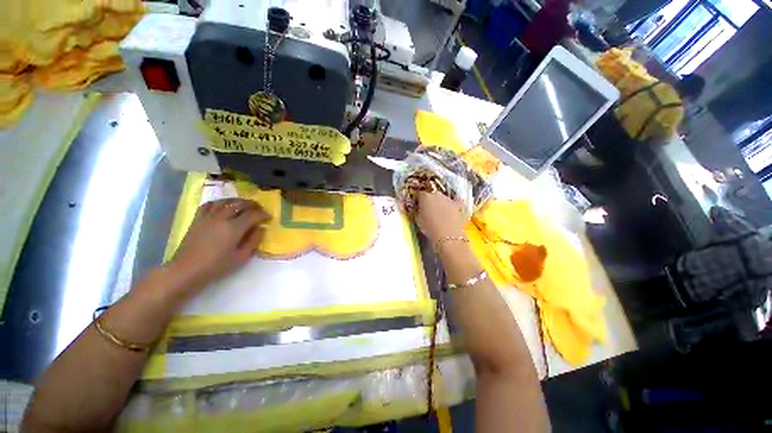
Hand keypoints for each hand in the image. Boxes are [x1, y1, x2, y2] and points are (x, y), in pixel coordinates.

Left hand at [167, 198, 270, 291]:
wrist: (187, 270)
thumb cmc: (217, 266)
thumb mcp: (241, 257)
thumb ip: (254, 241)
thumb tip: (261, 228)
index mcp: (234, 228)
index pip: (253, 214)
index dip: (263, 214)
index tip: (269, 217)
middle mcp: (222, 218)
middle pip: (240, 204)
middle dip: (253, 205)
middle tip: (260, 210)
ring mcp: (208, 216)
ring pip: (226, 201)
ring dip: (238, 201)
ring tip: (245, 205)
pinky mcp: (198, 218)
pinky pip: (210, 204)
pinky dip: (220, 202)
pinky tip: (224, 206)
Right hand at [415, 191, 465, 243]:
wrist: (447, 235)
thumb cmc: (429, 227)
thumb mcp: (418, 219)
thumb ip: (417, 211)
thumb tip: (418, 208)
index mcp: (425, 196)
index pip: (419, 194)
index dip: (418, 200)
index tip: (418, 205)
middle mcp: (436, 194)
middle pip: (432, 194)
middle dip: (430, 200)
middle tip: (428, 210)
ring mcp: (448, 199)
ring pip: (442, 199)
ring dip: (440, 204)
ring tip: (439, 214)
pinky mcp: (457, 205)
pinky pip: (452, 204)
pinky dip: (450, 208)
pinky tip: (449, 214)